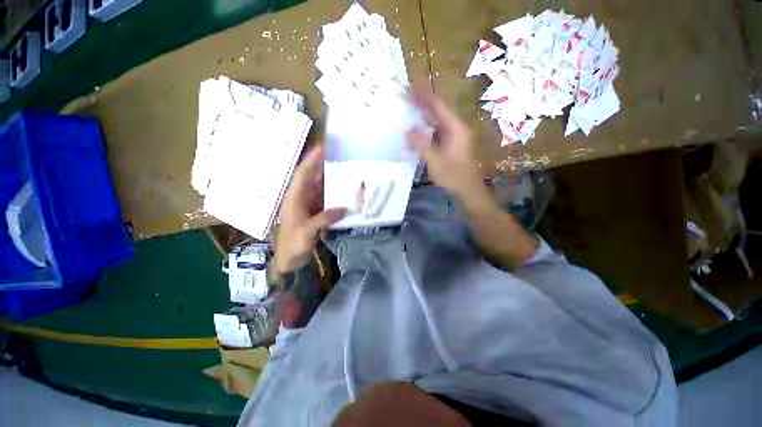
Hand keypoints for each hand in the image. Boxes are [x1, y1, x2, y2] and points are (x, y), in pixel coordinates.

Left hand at [273, 144, 346, 275]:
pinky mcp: (315, 212)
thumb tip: (344, 209)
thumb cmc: (292, 244)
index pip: (303, 173)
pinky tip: (345, 192)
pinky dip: (335, 194)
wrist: (289, 259)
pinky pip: (326, 198)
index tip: (323, 147)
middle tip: (341, 156)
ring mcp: (308, 204)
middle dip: (324, 165)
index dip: (312, 159)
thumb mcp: (307, 231)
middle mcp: (301, 197)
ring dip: (331, 179)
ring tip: (346, 170)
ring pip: (320, 187)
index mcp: (294, 197)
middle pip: (313, 177)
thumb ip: (324, 219)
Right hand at [407, 89, 489, 203]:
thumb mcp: (435, 161)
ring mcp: (453, 136)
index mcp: (455, 128)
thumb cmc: (453, 176)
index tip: (407, 87)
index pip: (437, 105)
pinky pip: (435, 131)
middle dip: (421, 102)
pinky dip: (424, 129)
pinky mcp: (449, 144)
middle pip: (437, 110)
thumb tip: (408, 130)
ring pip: (436, 120)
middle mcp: (455, 128)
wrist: (467, 190)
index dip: (422, 95)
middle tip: (404, 96)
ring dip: (422, 115)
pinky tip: (414, 131)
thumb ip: (421, 145)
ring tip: (406, 109)